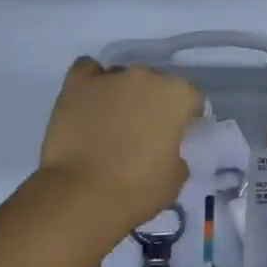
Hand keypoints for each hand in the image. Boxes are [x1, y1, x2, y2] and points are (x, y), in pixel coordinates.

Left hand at [38, 57, 202, 234]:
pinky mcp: (75, 85)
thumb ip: (177, 154)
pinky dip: (90, 84)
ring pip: (121, 77)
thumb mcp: (175, 178)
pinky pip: (87, 71)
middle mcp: (145, 76)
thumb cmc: (137, 189)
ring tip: (111, 123)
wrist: (82, 195)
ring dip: (122, 95)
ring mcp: (108, 77)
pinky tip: (89, 102)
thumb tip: (166, 150)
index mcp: (176, 95)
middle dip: (153, 103)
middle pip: (155, 83)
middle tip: (145, 132)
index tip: (179, 137)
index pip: (192, 97)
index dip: (187, 117)